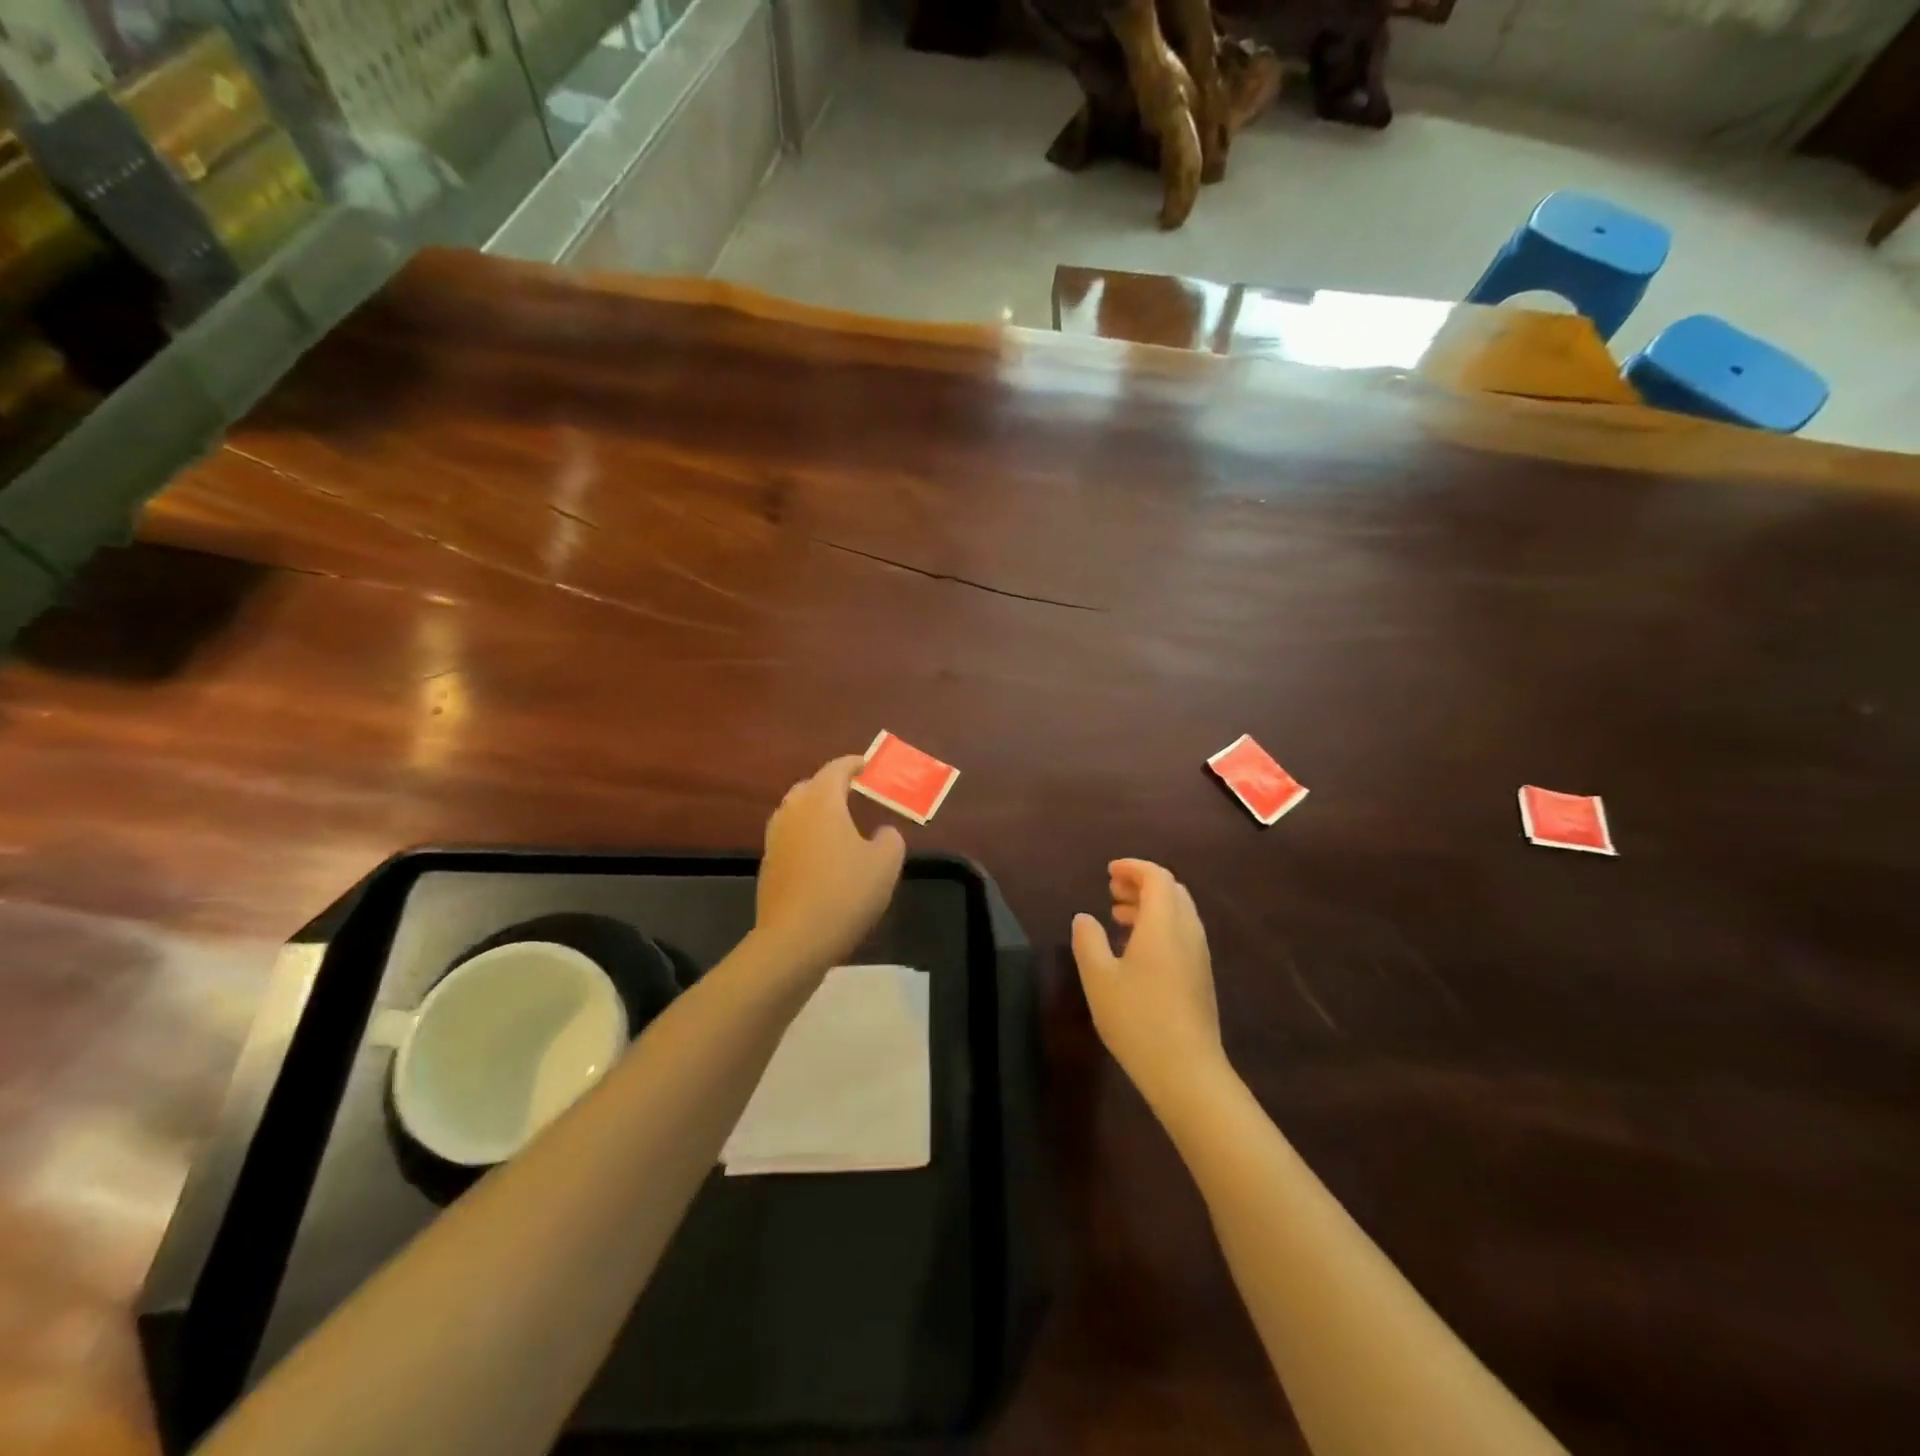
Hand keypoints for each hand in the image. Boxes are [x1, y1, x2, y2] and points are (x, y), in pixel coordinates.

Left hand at [755, 755, 905, 971]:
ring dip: (816, 812)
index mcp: (821, 802)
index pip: (836, 769)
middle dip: (831, 786)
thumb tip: (883, 832)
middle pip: (810, 787)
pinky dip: (807, 837)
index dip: (854, 764)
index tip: (868, 766)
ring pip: (796, 813)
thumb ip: (890, 839)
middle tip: (854, 793)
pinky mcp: (768, 867)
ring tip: (839, 825)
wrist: (795, 940)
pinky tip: (824, 858)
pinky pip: (790, 839)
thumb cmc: (845, 893)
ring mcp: (775, 840)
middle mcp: (793, 813)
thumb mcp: (886, 864)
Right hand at [1071, 859, 1227, 1109]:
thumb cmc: (1137, 1019)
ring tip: (1118, 918)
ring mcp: (1199, 956)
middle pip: (1172, 891)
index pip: (1157, 877)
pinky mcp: (1201, 977)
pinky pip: (1182, 934)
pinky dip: (1160, 926)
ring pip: (1179, 913)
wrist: (1186, 1072)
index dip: (1133, 868)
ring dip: (1151, 906)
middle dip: (1142, 884)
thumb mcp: (1099, 978)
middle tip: (1112, 892)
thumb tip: (1084, 918)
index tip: (1109, 871)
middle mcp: (1187, 932)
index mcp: (1164, 924)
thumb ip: (1088, 941)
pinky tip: (1136, 951)